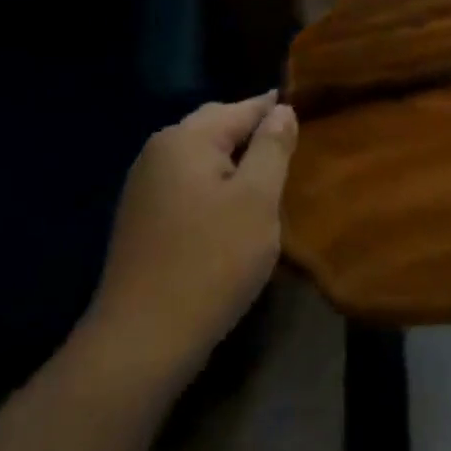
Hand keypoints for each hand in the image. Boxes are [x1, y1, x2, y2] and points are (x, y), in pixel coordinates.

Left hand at [83, 92, 296, 385]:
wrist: (141, 342)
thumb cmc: (211, 262)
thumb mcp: (258, 199)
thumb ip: (272, 147)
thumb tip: (281, 109)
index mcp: (187, 139)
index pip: (244, 108)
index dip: (278, 113)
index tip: (310, 123)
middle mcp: (159, 151)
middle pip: (218, 125)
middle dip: (254, 134)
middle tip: (292, 155)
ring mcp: (144, 186)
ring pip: (202, 155)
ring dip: (235, 162)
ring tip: (268, 185)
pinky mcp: (141, 218)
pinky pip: (187, 182)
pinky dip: (214, 185)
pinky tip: (232, 212)